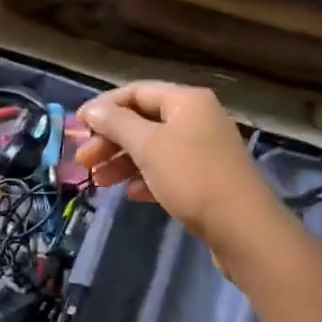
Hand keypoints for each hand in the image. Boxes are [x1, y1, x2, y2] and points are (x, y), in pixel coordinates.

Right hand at [76, 82, 279, 244]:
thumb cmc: (192, 178)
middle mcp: (197, 118)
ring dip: (123, 161)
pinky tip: (130, 193)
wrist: (244, 229)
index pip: (136, 92)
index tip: (77, 126)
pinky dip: (146, 177)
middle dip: (110, 139)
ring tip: (98, 181)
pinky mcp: (207, 177)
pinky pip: (168, 169)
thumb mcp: (148, 146)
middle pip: (143, 120)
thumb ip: (116, 124)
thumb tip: (92, 110)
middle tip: (83, 160)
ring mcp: (204, 148)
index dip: (103, 106)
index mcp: (186, 101)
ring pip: (153, 147)